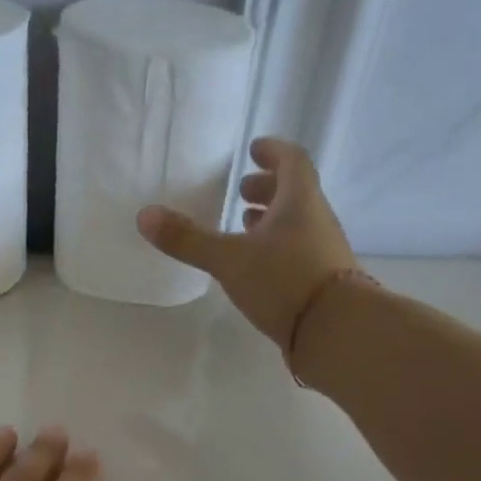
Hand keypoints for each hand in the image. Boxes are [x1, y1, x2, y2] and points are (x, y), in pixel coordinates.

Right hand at [137, 136, 356, 345]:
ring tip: (246, 226)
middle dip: (268, 188)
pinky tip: (260, 266)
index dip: (272, 152)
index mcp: (299, 200)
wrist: (336, 330)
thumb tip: (145, 215)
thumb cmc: (284, 281)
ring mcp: (324, 251)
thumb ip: (189, 240)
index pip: (291, 161)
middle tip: (243, 191)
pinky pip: (299, 251)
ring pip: (297, 223)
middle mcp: (316, 219)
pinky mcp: (323, 281)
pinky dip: (278, 247)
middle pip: (295, 192)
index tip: (255, 149)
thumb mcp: (229, 260)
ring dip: (273, 219)